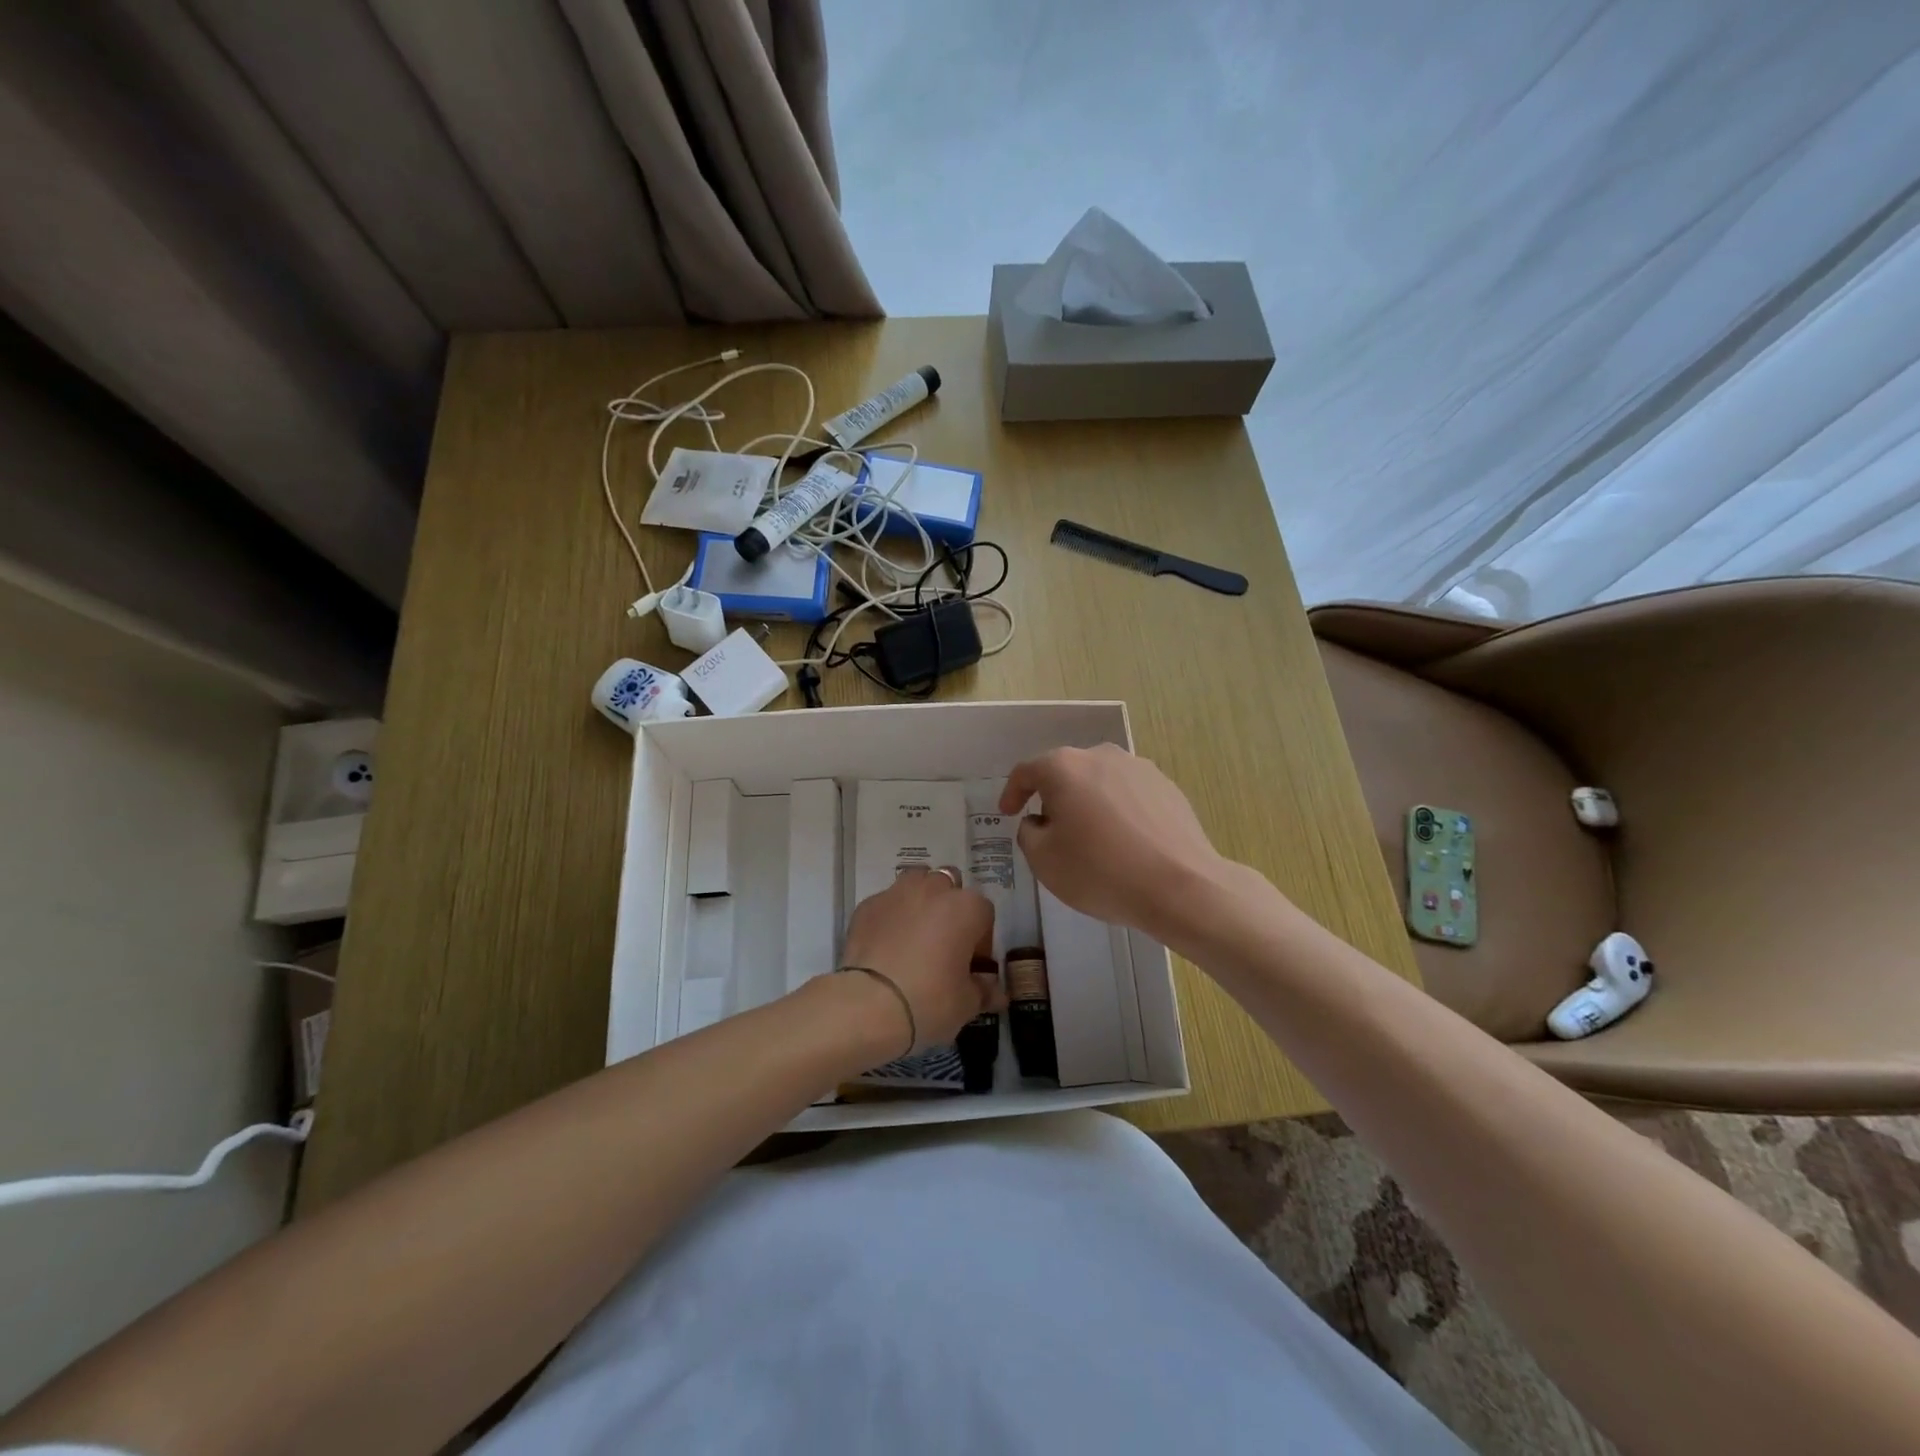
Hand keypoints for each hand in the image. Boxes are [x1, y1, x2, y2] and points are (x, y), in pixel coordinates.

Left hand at [838, 867, 1002, 1057]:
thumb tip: (995, 994)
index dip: (980, 940)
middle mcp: (933, 889)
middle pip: (949, 887)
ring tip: (914, 935)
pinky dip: (890, 917)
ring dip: (920, 901)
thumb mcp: (966, 1003)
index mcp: (966, 907)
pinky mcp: (867, 905)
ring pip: (916, 883)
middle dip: (950, 908)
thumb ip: (984, 991)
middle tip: (944, 944)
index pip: (984, 914)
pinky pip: (886, 903)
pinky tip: (885, 945)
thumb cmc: (929, 1000)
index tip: (971, 965)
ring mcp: (897, 893)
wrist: (868, 1004)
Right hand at [1000, 744, 1231, 937]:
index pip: (1026, 771)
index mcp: (1064, 767)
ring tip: (1091, 838)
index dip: (1012, 792)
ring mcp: (1139, 768)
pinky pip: (1129, 794)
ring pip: (1100, 782)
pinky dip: (1118, 811)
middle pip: (1066, 772)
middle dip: (1053, 798)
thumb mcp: (1044, 860)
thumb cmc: (1101, 871)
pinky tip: (1124, 842)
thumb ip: (1029, 833)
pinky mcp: (1167, 787)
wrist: (1181, 887)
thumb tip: (1040, 821)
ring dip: (1088, 803)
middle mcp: (1101, 756)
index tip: (1008, 813)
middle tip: (1050, 831)